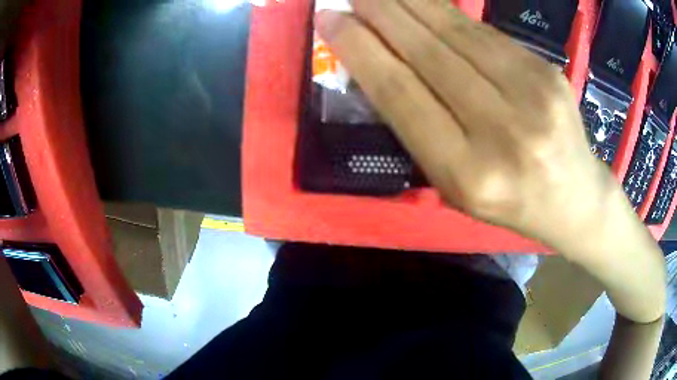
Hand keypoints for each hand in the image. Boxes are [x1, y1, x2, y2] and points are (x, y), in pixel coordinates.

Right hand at [316, 0, 664, 324]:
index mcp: (468, 174)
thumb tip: (379, 64)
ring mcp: (532, 96)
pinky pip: (486, 34)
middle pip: (427, 52)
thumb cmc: (511, 203)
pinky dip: (448, 14)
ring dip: (410, 3)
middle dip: (380, 14)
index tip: (330, 20)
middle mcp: (502, 131)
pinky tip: (423, 2)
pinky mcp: (548, 72)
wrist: (574, 199)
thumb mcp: (456, 186)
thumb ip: (419, 128)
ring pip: (457, 33)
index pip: (401, 94)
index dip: (360, 49)